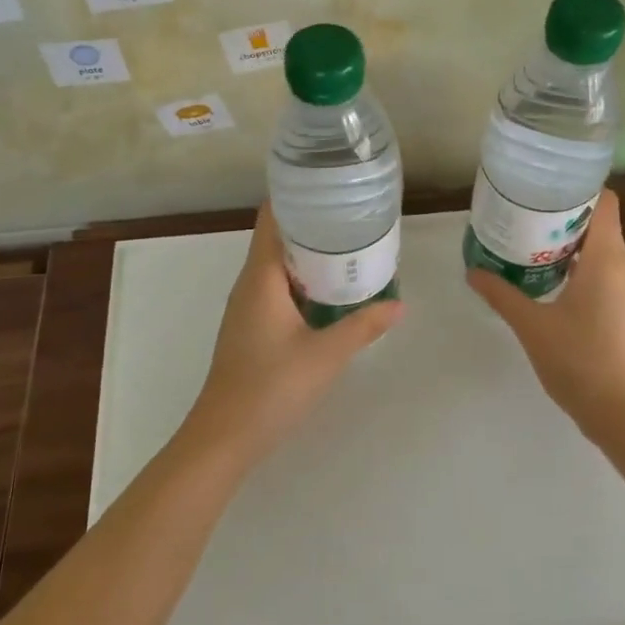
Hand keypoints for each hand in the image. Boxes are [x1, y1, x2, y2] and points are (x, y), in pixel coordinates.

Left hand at [184, 203, 402, 466]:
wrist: (225, 437)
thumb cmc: (272, 387)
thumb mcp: (326, 355)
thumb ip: (363, 326)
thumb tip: (399, 305)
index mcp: (261, 277)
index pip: (272, 219)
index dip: (296, 197)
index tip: (329, 188)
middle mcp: (249, 284)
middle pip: (277, 239)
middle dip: (312, 225)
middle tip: (352, 217)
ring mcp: (247, 308)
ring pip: (277, 267)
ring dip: (308, 256)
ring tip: (348, 248)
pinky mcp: (250, 328)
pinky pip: (276, 289)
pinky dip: (301, 281)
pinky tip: (329, 293)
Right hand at [466, 190, 624, 441]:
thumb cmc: (582, 361)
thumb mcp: (533, 326)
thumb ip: (502, 295)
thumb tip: (472, 271)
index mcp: (606, 258)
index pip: (603, 200)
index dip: (577, 186)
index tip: (541, 185)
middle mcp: (620, 267)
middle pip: (595, 223)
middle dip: (559, 214)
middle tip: (520, 212)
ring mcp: (623, 293)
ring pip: (596, 251)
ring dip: (564, 243)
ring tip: (524, 241)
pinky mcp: (619, 314)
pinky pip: (597, 275)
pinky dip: (572, 268)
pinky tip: (542, 281)